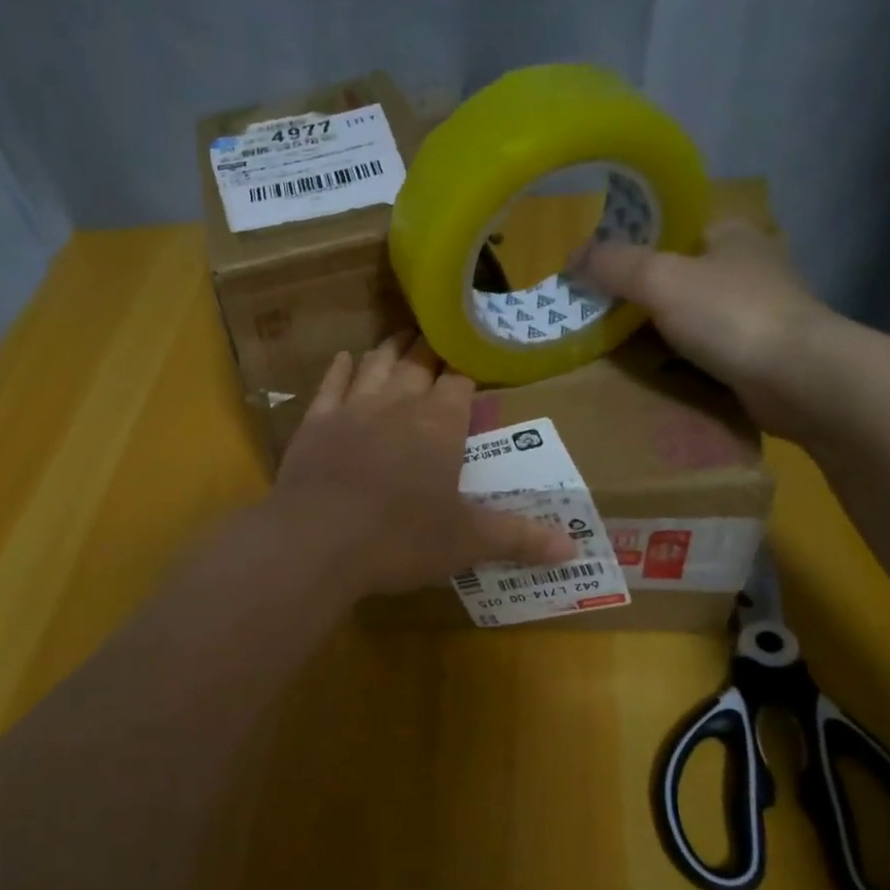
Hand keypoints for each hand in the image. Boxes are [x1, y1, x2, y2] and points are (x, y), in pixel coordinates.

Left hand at [270, 334, 575, 595]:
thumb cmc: (400, 539)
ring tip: (402, 338)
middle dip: (431, 351)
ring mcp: (352, 409)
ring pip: (376, 365)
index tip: (473, 366)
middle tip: (439, 339)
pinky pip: (330, 385)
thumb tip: (574, 550)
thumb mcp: (466, 543)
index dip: (467, 373)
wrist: (317, 541)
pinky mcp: (314, 424)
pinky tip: (345, 358)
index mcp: (440, 425)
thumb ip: (518, 539)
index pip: (459, 383)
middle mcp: (398, 404)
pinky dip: (341, 369)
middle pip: (418, 364)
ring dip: (391, 350)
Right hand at [569, 219, 846, 437]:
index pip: (672, 229)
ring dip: (657, 334)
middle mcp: (745, 266)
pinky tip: (653, 373)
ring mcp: (754, 312)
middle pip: (676, 276)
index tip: (597, 274)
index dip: (632, 247)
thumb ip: (615, 265)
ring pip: (688, 317)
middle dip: (639, 298)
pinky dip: (677, 361)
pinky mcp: (756, 353)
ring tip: (615, 351)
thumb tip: (572, 255)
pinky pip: (702, 351)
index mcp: (730, 233)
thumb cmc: (729, 315)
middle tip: (597, 318)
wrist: (796, 378)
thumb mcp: (660, 280)